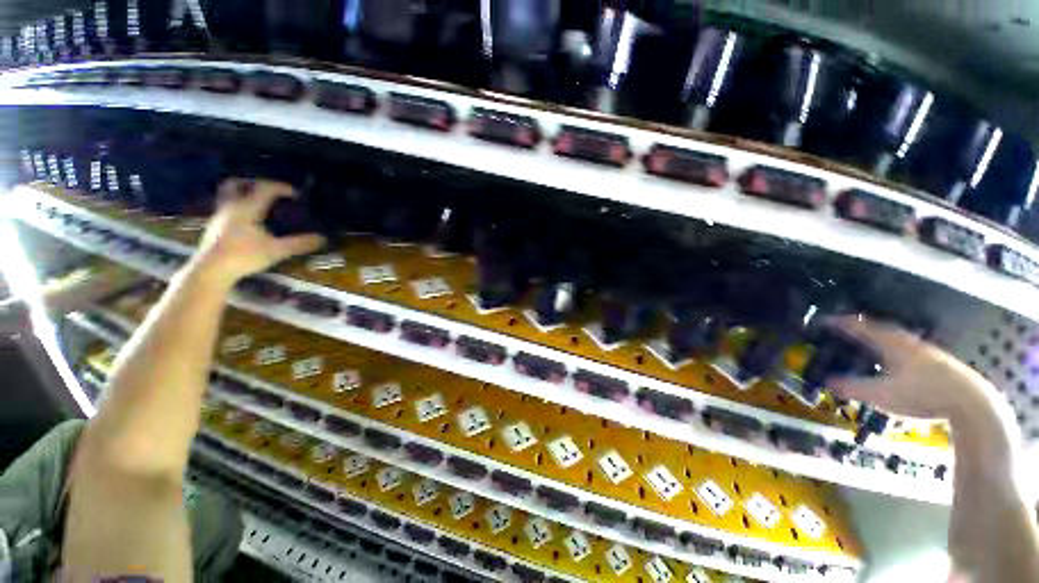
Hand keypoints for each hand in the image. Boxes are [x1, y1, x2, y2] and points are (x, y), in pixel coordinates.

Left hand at [190, 179, 324, 287]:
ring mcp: (220, 216)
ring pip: (227, 195)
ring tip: (257, 202)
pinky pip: (226, 208)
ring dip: (242, 193)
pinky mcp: (215, 227)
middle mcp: (231, 206)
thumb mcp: (276, 250)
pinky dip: (238, 207)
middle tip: (269, 191)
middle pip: (237, 184)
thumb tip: (323, 238)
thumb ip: (300, 243)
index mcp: (247, 208)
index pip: (265, 188)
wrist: (210, 270)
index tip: (297, 194)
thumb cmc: (243, 256)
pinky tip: (248, 220)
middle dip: (253, 183)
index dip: (282, 188)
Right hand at [826, 315, 997, 422]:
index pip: (860, 326)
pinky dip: (893, 352)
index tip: (824, 320)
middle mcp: (907, 341)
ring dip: (878, 340)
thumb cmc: (921, 393)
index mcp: (890, 342)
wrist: (970, 403)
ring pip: (895, 339)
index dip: (840, 323)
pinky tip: (895, 364)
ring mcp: (925, 351)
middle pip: (879, 329)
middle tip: (844, 331)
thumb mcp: (881, 394)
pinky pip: (906, 350)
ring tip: (867, 346)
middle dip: (860, 329)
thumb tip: (826, 381)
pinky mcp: (937, 363)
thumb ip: (852, 387)